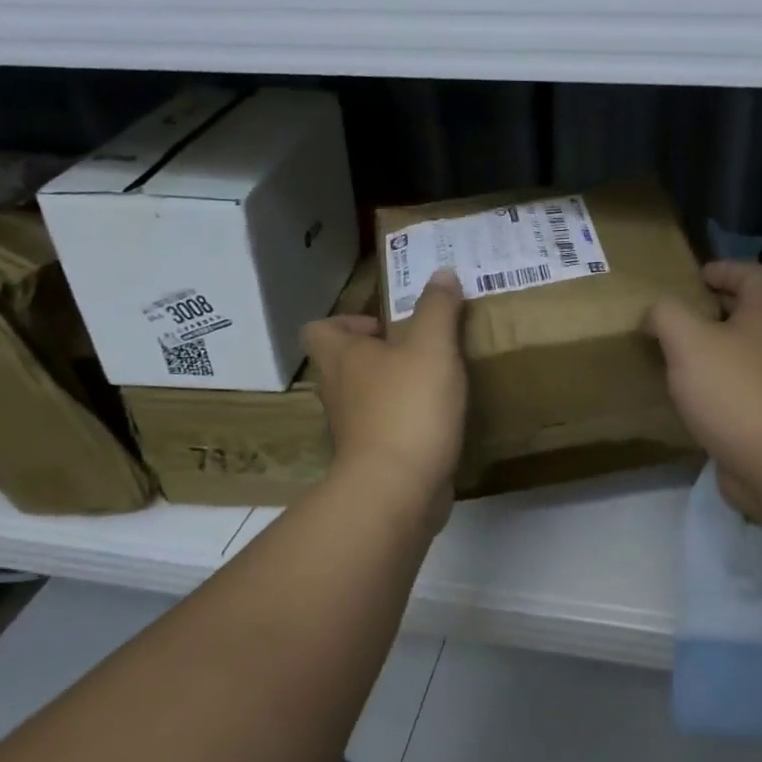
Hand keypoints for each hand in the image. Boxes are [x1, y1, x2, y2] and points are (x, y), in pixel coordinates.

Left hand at [302, 270, 467, 523]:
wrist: (397, 488)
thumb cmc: (409, 407)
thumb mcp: (432, 346)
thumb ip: (437, 308)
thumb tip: (441, 273)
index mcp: (342, 358)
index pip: (320, 329)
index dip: (347, 321)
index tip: (386, 326)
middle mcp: (338, 391)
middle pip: (345, 363)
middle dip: (380, 354)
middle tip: (422, 349)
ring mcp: (353, 428)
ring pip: (366, 397)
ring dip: (394, 387)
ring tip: (436, 380)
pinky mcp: (373, 457)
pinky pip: (386, 427)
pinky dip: (406, 420)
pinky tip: (439, 418)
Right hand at [646, 260, 761, 515]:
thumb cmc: (734, 391)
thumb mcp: (688, 340)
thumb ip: (667, 314)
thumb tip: (657, 313)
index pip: (752, 274)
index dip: (723, 268)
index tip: (693, 277)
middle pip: (747, 313)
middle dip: (710, 311)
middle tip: (672, 318)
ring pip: (740, 354)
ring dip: (709, 351)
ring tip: (672, 358)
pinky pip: (736, 390)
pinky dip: (712, 387)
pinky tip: (687, 399)